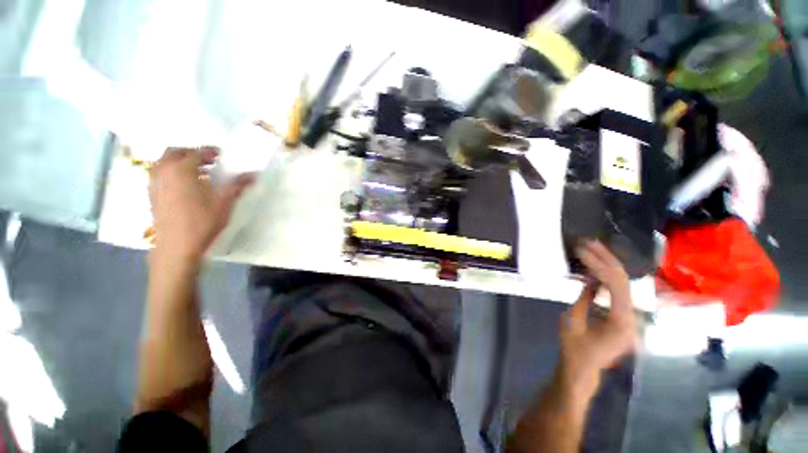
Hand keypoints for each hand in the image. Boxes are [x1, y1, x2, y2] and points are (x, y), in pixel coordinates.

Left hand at [149, 147, 255, 263]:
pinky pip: (158, 174)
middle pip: (174, 152)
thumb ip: (238, 186)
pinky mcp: (151, 195)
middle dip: (191, 152)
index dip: (209, 151)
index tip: (221, 155)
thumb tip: (254, 174)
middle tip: (209, 161)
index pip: (196, 152)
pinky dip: (170, 171)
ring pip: (163, 162)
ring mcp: (154, 183)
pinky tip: (184, 185)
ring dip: (179, 161)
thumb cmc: (202, 223)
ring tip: (197, 171)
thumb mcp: (224, 204)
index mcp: (182, 171)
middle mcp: (164, 172)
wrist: (176, 247)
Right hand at [558, 241, 637, 396]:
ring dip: (607, 264)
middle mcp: (632, 316)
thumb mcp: (573, 321)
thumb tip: (590, 278)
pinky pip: (618, 291)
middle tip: (588, 242)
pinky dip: (606, 276)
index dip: (598, 264)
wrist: (583, 369)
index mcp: (621, 320)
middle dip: (606, 258)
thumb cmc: (574, 349)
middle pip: (624, 280)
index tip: (581, 251)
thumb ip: (584, 298)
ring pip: (623, 283)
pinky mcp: (624, 316)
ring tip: (592, 248)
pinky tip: (595, 267)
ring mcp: (630, 316)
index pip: (615, 284)